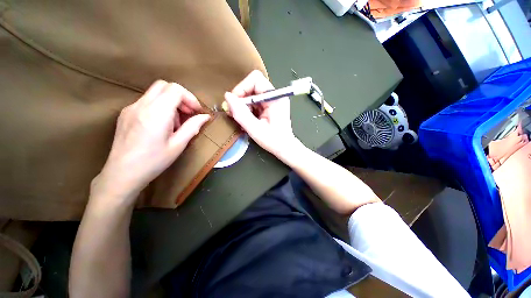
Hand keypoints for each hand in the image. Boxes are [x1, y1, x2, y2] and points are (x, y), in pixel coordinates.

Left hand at [92, 81, 209, 202]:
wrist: (122, 174)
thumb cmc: (154, 161)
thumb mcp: (178, 145)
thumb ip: (193, 127)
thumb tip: (205, 117)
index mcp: (156, 113)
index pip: (175, 89)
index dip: (190, 98)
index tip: (197, 112)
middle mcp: (141, 105)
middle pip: (164, 86)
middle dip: (181, 97)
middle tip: (188, 114)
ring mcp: (131, 108)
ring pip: (155, 93)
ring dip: (170, 102)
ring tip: (175, 123)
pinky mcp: (126, 113)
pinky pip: (146, 101)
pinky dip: (159, 107)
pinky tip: (161, 125)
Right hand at [225, 70, 299, 158]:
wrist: (285, 148)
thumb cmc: (273, 141)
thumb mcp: (255, 129)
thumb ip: (241, 113)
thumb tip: (227, 97)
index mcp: (275, 98)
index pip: (255, 79)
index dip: (242, 88)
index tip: (235, 103)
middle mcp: (275, 95)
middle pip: (252, 86)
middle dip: (241, 98)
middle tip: (234, 112)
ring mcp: (272, 100)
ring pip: (251, 94)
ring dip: (243, 105)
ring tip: (241, 118)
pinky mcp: (269, 106)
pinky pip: (254, 102)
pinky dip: (247, 109)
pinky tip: (247, 119)